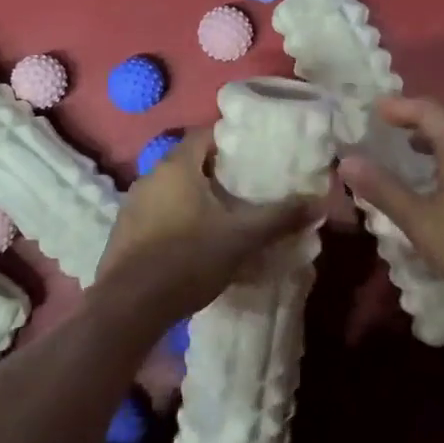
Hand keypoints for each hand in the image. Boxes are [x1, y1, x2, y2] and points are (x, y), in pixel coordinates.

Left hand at [96, 127, 318, 321]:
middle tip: (247, 188)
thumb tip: (319, 202)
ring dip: (196, 198)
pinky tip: (195, 243)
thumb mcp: (242, 238)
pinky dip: (178, 219)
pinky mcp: (124, 233)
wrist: (129, 308)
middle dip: (217, 172)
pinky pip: (157, 214)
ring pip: (172, 190)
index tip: (254, 154)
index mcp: (176, 166)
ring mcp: (132, 205)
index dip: (230, 140)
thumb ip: (280, 217)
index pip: (205, 134)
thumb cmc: (188, 259)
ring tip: (225, 216)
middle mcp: (150, 177)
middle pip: (189, 162)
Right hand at [339, 97, 443, 318]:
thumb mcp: (421, 220)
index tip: (373, 111)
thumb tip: (347, 161)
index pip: (427, 109)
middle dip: (415, 118)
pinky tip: (438, 182)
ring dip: (432, 138)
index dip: (399, 107)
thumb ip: (384, 189)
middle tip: (387, 126)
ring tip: (407, 150)